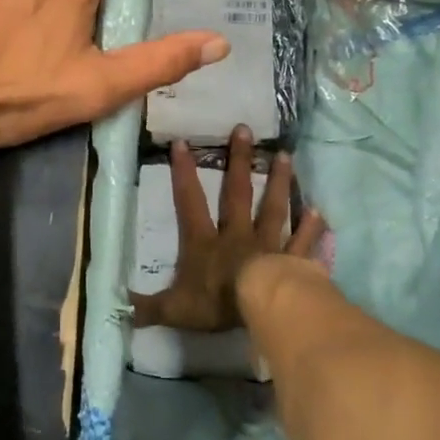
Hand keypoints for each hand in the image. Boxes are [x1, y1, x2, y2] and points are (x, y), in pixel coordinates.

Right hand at [132, 125, 325, 331]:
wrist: (263, 306)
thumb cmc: (218, 303)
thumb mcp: (175, 309)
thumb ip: (149, 307)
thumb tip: (120, 307)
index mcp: (205, 243)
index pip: (190, 203)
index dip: (184, 174)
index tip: (182, 143)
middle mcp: (237, 235)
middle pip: (237, 194)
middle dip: (239, 161)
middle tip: (244, 130)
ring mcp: (268, 245)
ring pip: (273, 208)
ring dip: (278, 182)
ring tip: (285, 156)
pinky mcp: (294, 261)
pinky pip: (303, 243)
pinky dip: (311, 228)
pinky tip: (319, 210)